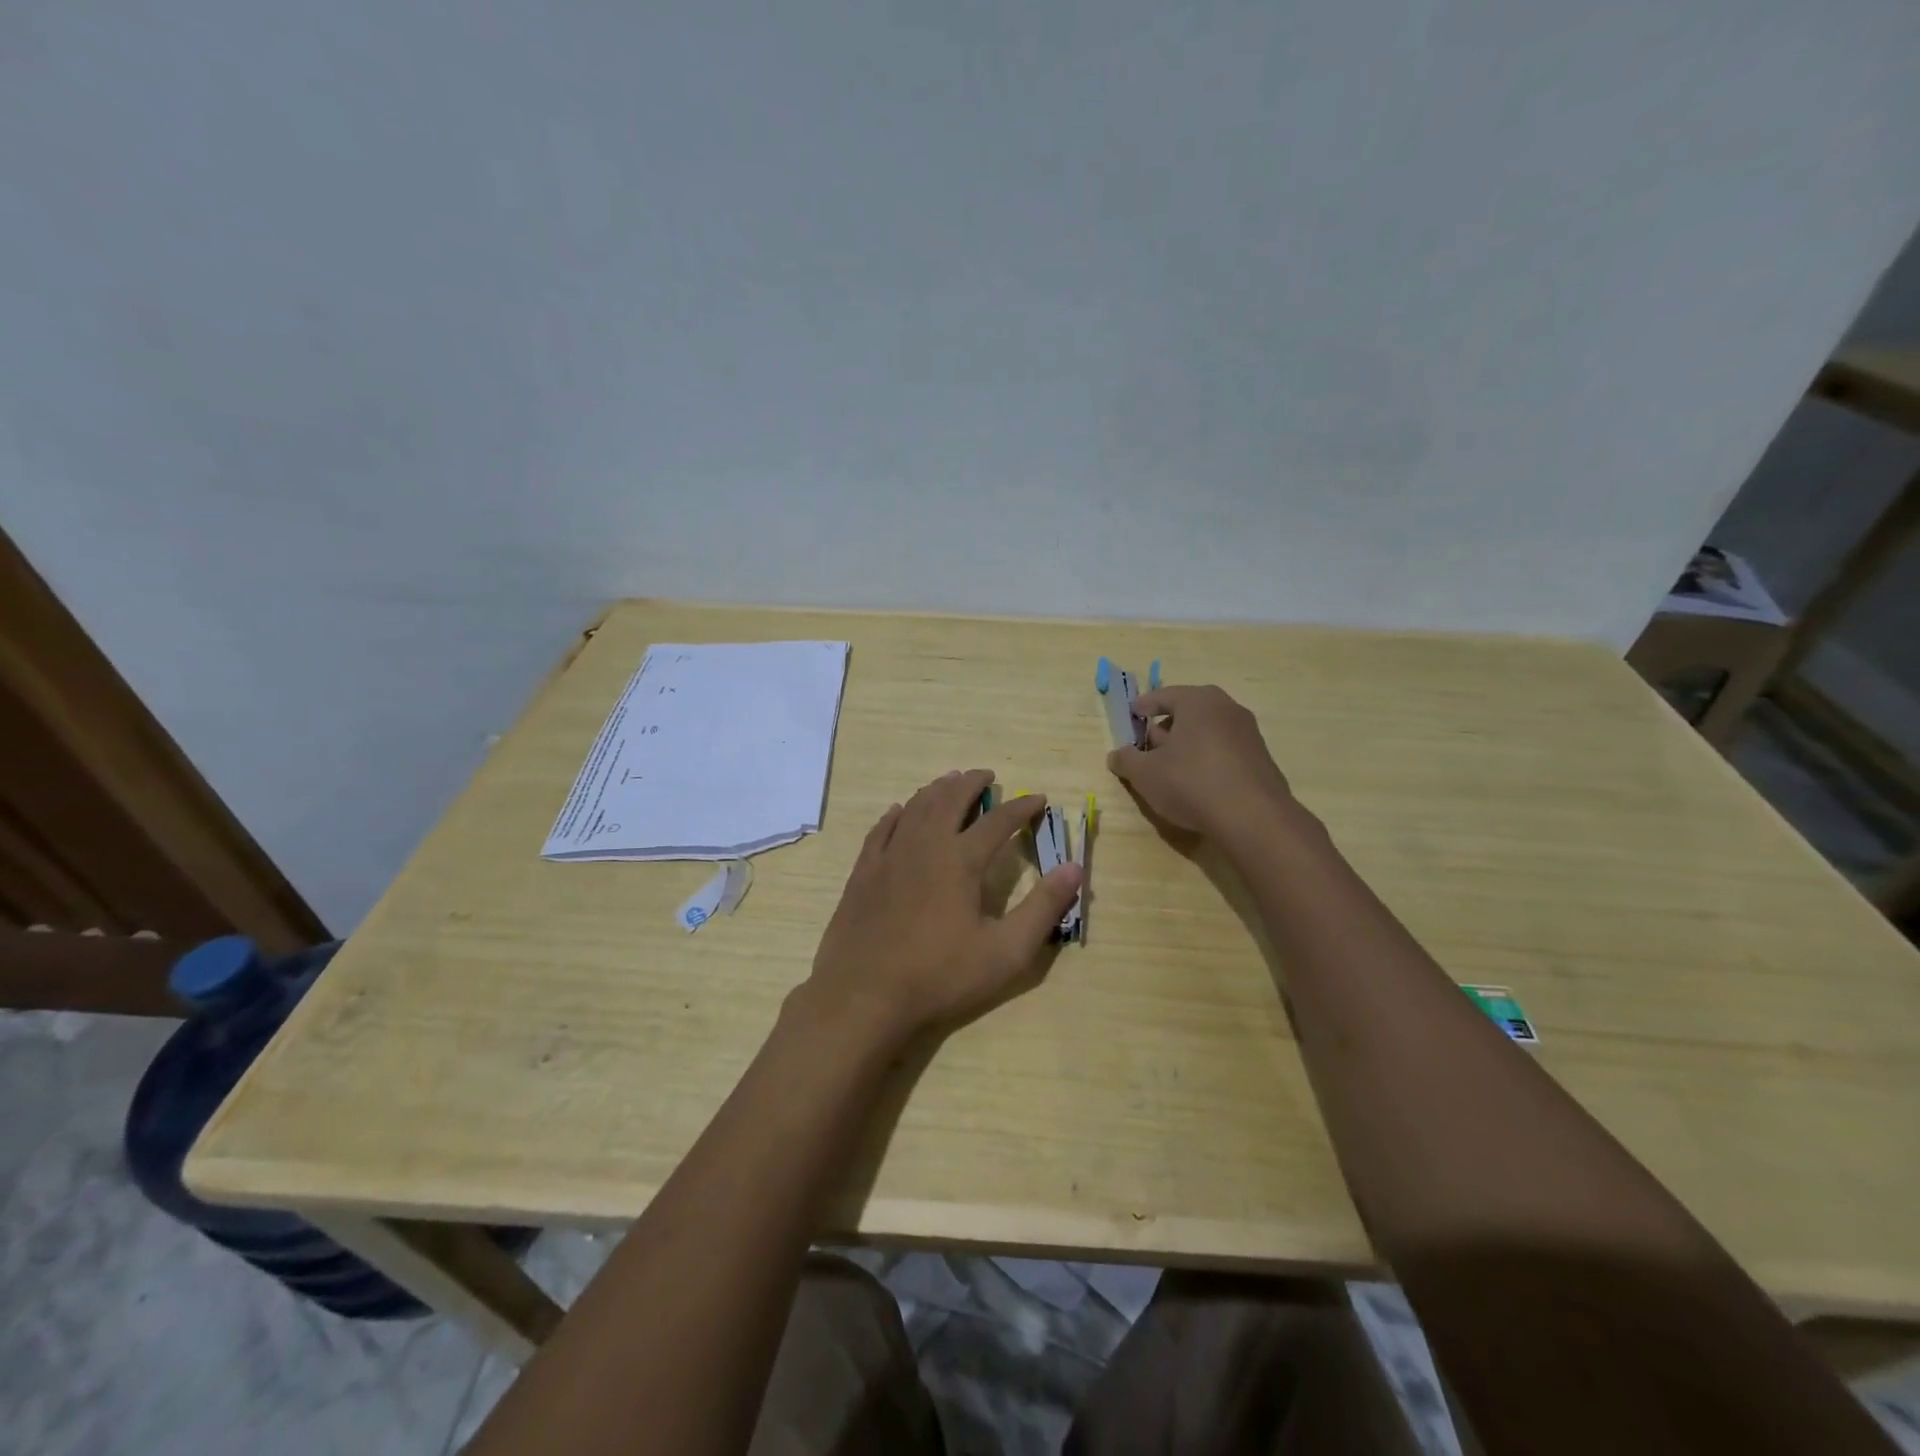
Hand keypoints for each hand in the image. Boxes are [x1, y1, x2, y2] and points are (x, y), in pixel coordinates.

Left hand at [803, 769, 1084, 1040]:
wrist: (864, 995)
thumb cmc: (940, 976)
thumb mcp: (1006, 951)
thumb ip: (1043, 908)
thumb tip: (1074, 868)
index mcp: (961, 860)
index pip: (998, 821)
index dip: (1022, 807)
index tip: (1038, 799)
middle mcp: (924, 845)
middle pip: (950, 799)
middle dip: (971, 783)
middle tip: (986, 775)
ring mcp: (889, 856)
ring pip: (915, 807)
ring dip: (936, 790)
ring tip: (949, 782)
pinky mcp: (863, 872)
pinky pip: (881, 829)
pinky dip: (896, 813)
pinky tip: (900, 810)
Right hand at [1107, 685, 1294, 839]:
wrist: (1253, 818)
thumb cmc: (1191, 783)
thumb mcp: (1145, 774)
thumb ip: (1126, 760)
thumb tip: (1117, 755)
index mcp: (1198, 701)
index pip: (1163, 696)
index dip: (1143, 706)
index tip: (1132, 715)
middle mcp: (1227, 708)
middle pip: (1188, 712)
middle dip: (1166, 727)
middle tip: (1148, 746)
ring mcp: (1249, 733)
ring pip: (1208, 732)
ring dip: (1187, 745)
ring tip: (1171, 769)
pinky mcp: (1261, 759)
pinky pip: (1225, 751)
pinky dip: (1208, 760)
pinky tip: (1198, 784)